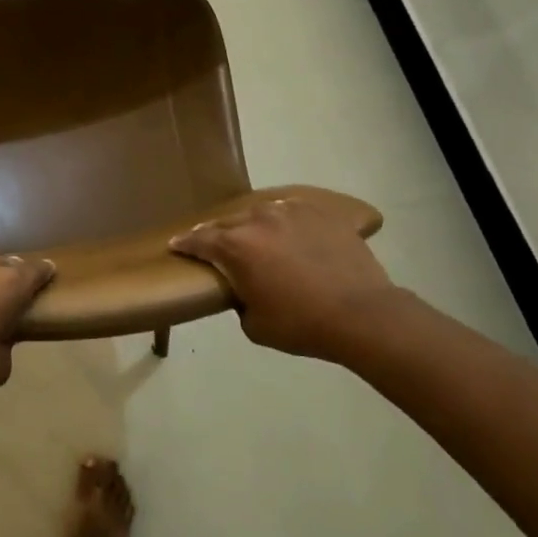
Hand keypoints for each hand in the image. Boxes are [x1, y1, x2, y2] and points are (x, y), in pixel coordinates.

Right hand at [169, 189, 394, 359]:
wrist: (361, 314)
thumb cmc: (301, 324)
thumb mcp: (254, 325)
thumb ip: (240, 301)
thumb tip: (245, 290)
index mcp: (236, 247)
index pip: (199, 240)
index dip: (185, 244)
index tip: (175, 244)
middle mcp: (258, 220)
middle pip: (228, 223)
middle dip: (217, 234)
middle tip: (214, 244)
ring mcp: (292, 212)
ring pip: (261, 213)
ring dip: (253, 225)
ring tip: (255, 235)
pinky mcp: (321, 212)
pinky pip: (294, 211)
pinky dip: (286, 221)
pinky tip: (290, 231)